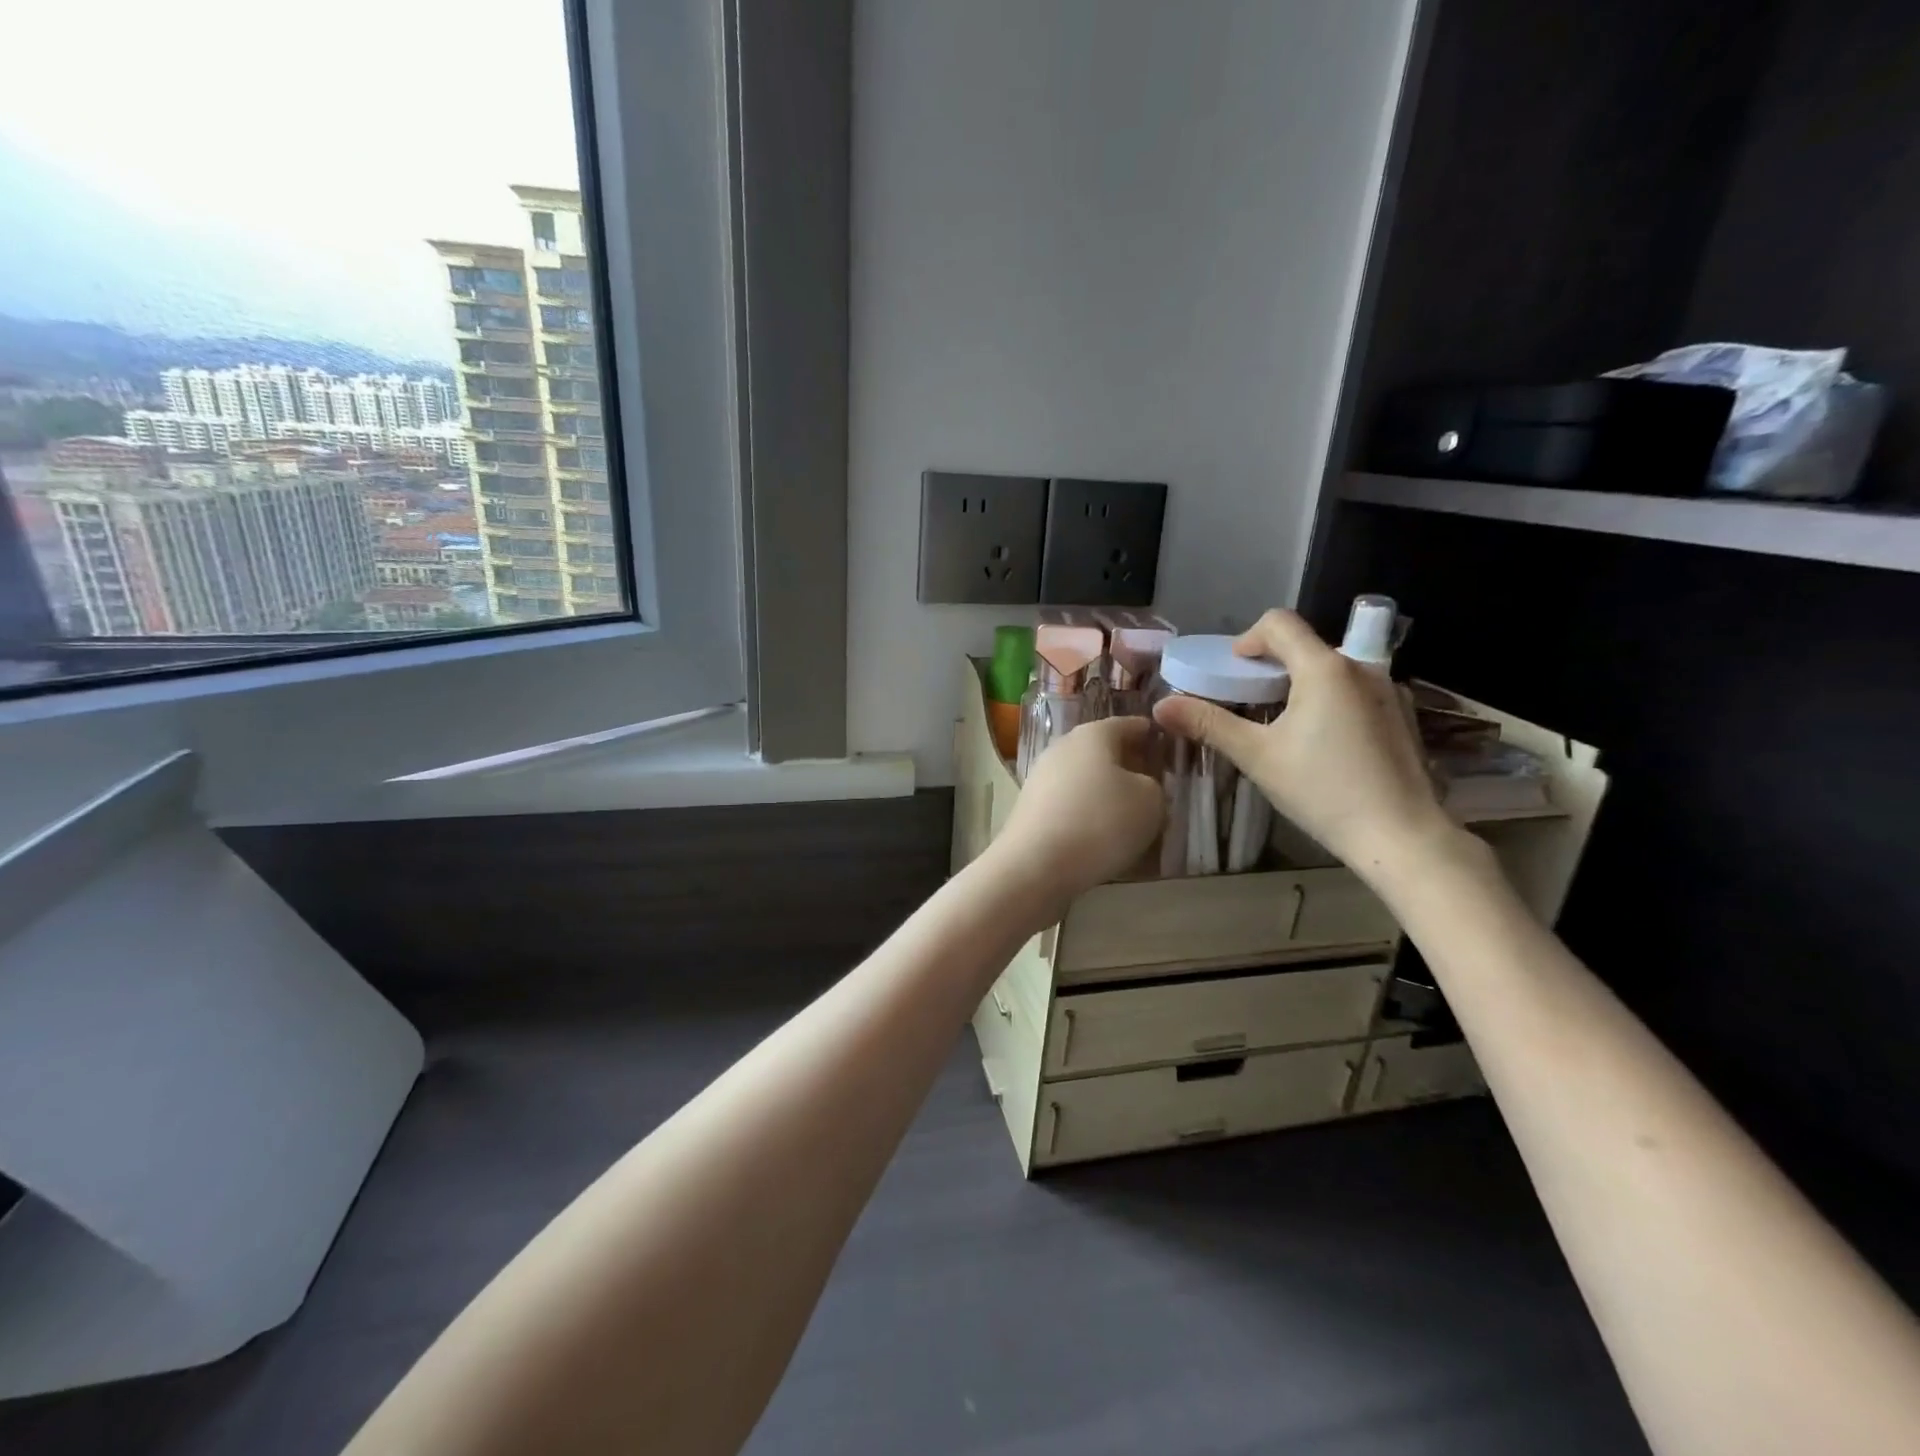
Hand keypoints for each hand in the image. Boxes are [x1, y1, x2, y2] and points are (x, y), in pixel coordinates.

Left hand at [990, 716, 1164, 908]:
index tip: (1172, 749)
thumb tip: (1141, 786)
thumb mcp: (1151, 801)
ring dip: (1109, 793)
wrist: (1035, 865)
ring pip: (1086, 778)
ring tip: (1134, 817)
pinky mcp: (1031, 808)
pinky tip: (1103, 836)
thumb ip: (1155, 786)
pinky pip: (1070, 804)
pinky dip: (1088, 814)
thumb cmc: (1100, 822)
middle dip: (1131, 766)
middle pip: (1104, 751)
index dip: (1154, 735)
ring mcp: (1042, 777)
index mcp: (1093, 733)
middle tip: (1158, 786)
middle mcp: (1063, 747)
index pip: (1130, 724)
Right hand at [1152, 609, 1461, 880]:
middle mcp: (1361, 666)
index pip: (1279, 623)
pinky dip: (1330, 701)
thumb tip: (1161, 706)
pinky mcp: (1403, 713)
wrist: (1401, 836)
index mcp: (1324, 668)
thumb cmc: (1323, 791)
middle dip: (1271, 666)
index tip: (1232, 671)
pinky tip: (1324, 744)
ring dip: (1300, 684)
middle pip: (1305, 646)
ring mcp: (1388, 689)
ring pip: (1332, 669)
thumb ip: (1209, 724)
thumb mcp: (1257, 756)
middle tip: (1250, 703)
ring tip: (1284, 727)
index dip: (1247, 640)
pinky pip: (1355, 690)